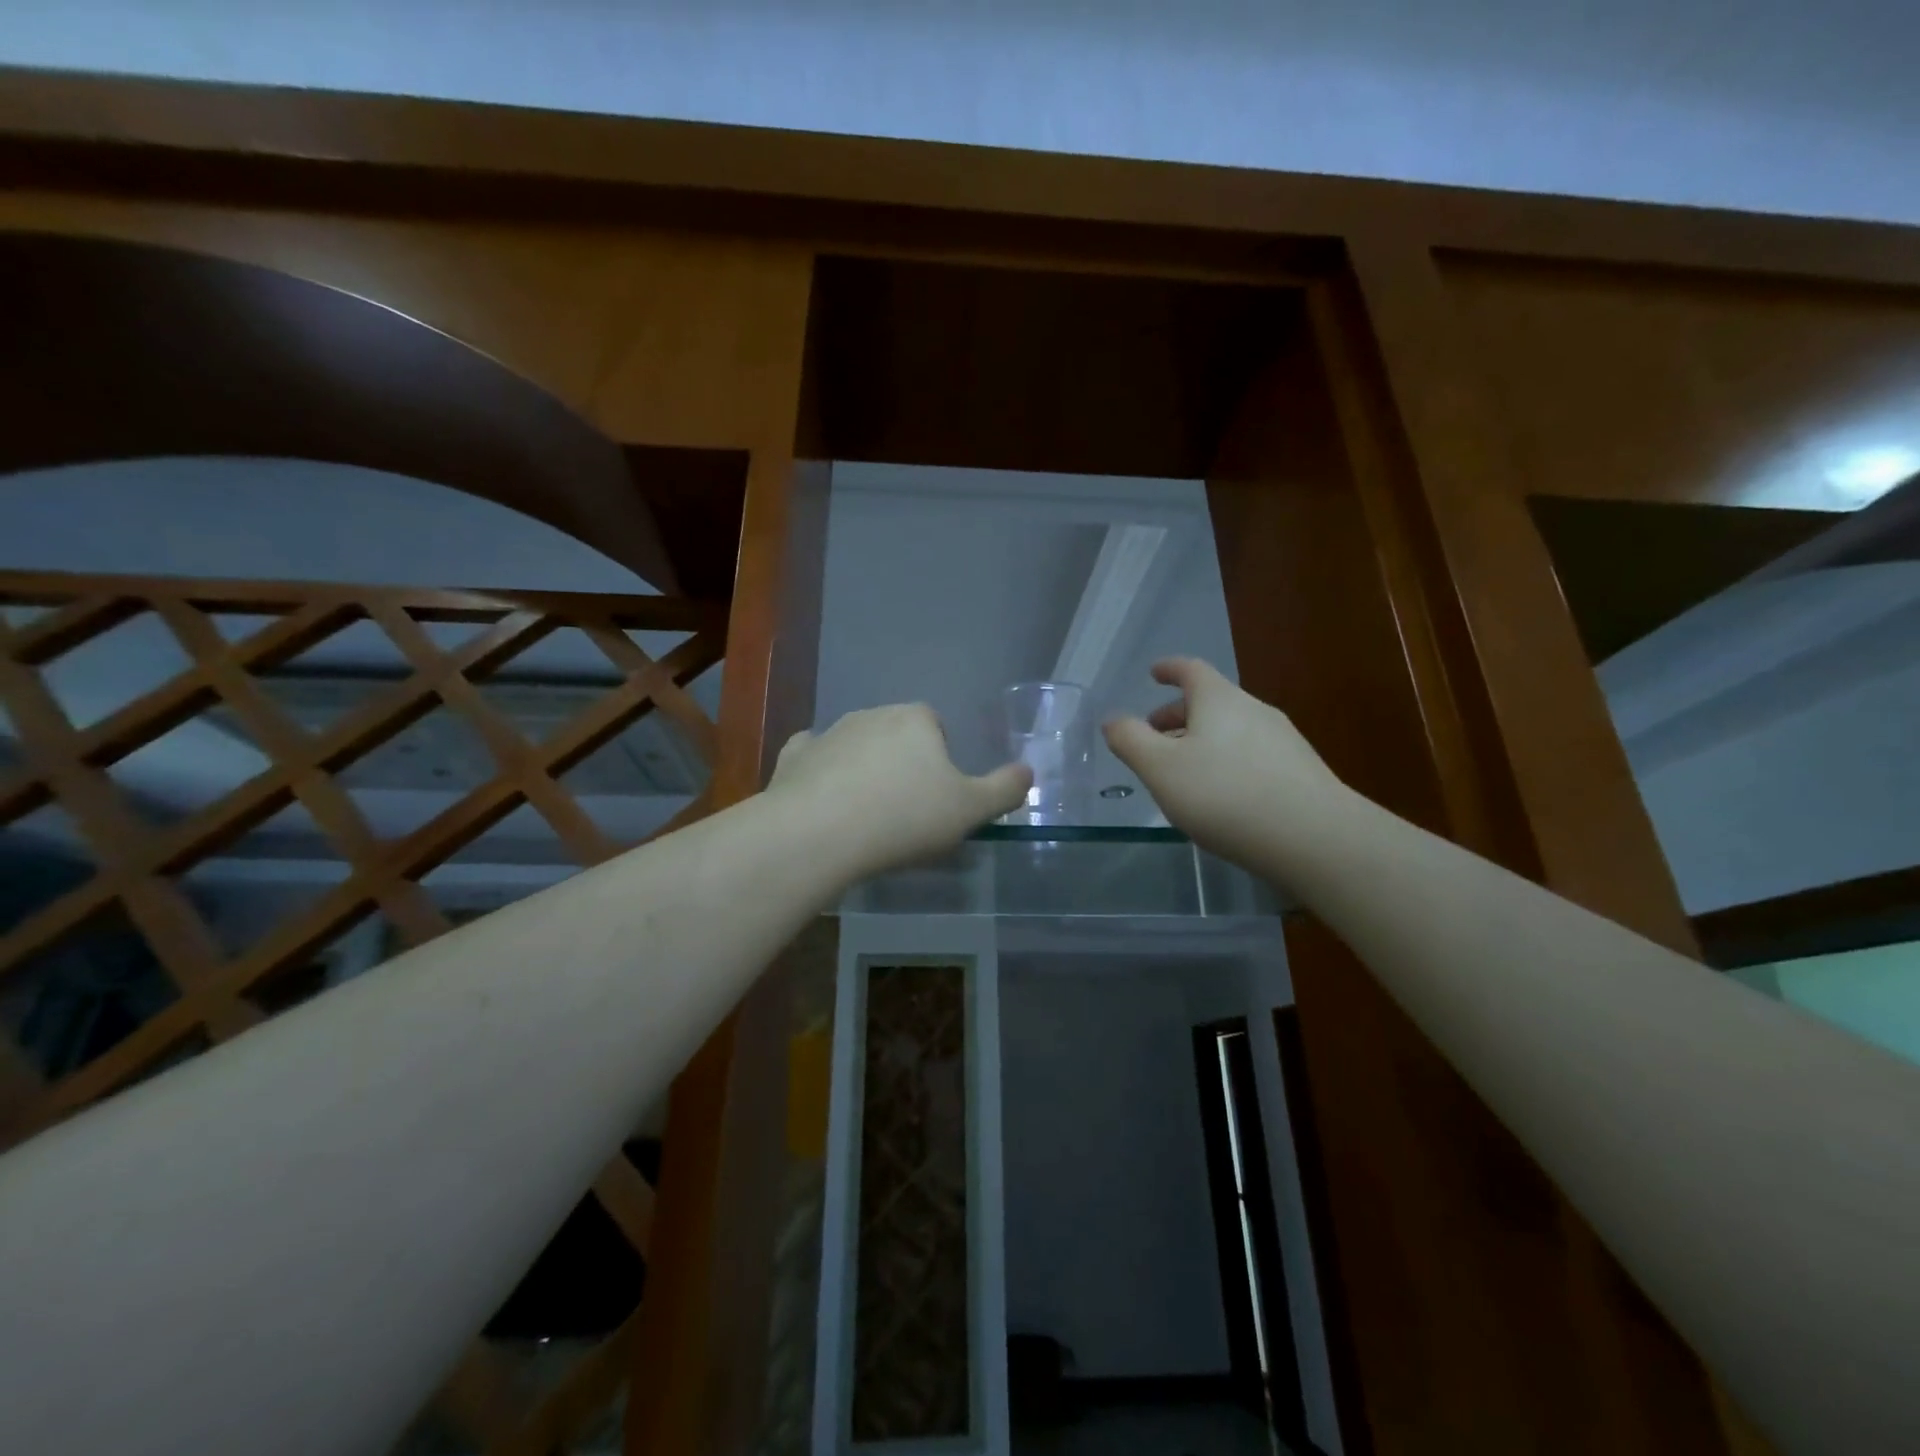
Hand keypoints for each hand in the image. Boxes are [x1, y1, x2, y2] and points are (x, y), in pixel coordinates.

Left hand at [768, 704, 1032, 880]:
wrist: (820, 834)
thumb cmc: (904, 818)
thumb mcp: (970, 810)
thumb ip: (1005, 790)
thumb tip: (1029, 772)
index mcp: (916, 719)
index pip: (936, 727)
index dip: (941, 760)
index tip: (938, 797)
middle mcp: (872, 714)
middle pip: (895, 735)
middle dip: (902, 763)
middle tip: (905, 811)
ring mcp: (828, 733)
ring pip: (855, 746)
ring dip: (863, 770)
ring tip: (866, 817)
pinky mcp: (794, 757)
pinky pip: (813, 757)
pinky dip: (820, 772)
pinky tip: (823, 800)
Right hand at [1103, 659, 1347, 871]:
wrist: (1314, 838)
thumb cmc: (1224, 794)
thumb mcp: (1160, 769)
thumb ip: (1130, 740)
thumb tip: (1113, 720)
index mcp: (1219, 699)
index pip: (1191, 670)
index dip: (1169, 669)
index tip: (1154, 673)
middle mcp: (1254, 710)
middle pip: (1211, 701)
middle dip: (1178, 714)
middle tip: (1154, 735)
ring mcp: (1283, 740)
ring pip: (1231, 729)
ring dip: (1202, 740)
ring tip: (1183, 771)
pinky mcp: (1300, 772)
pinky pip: (1251, 754)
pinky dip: (1226, 761)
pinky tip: (1221, 795)